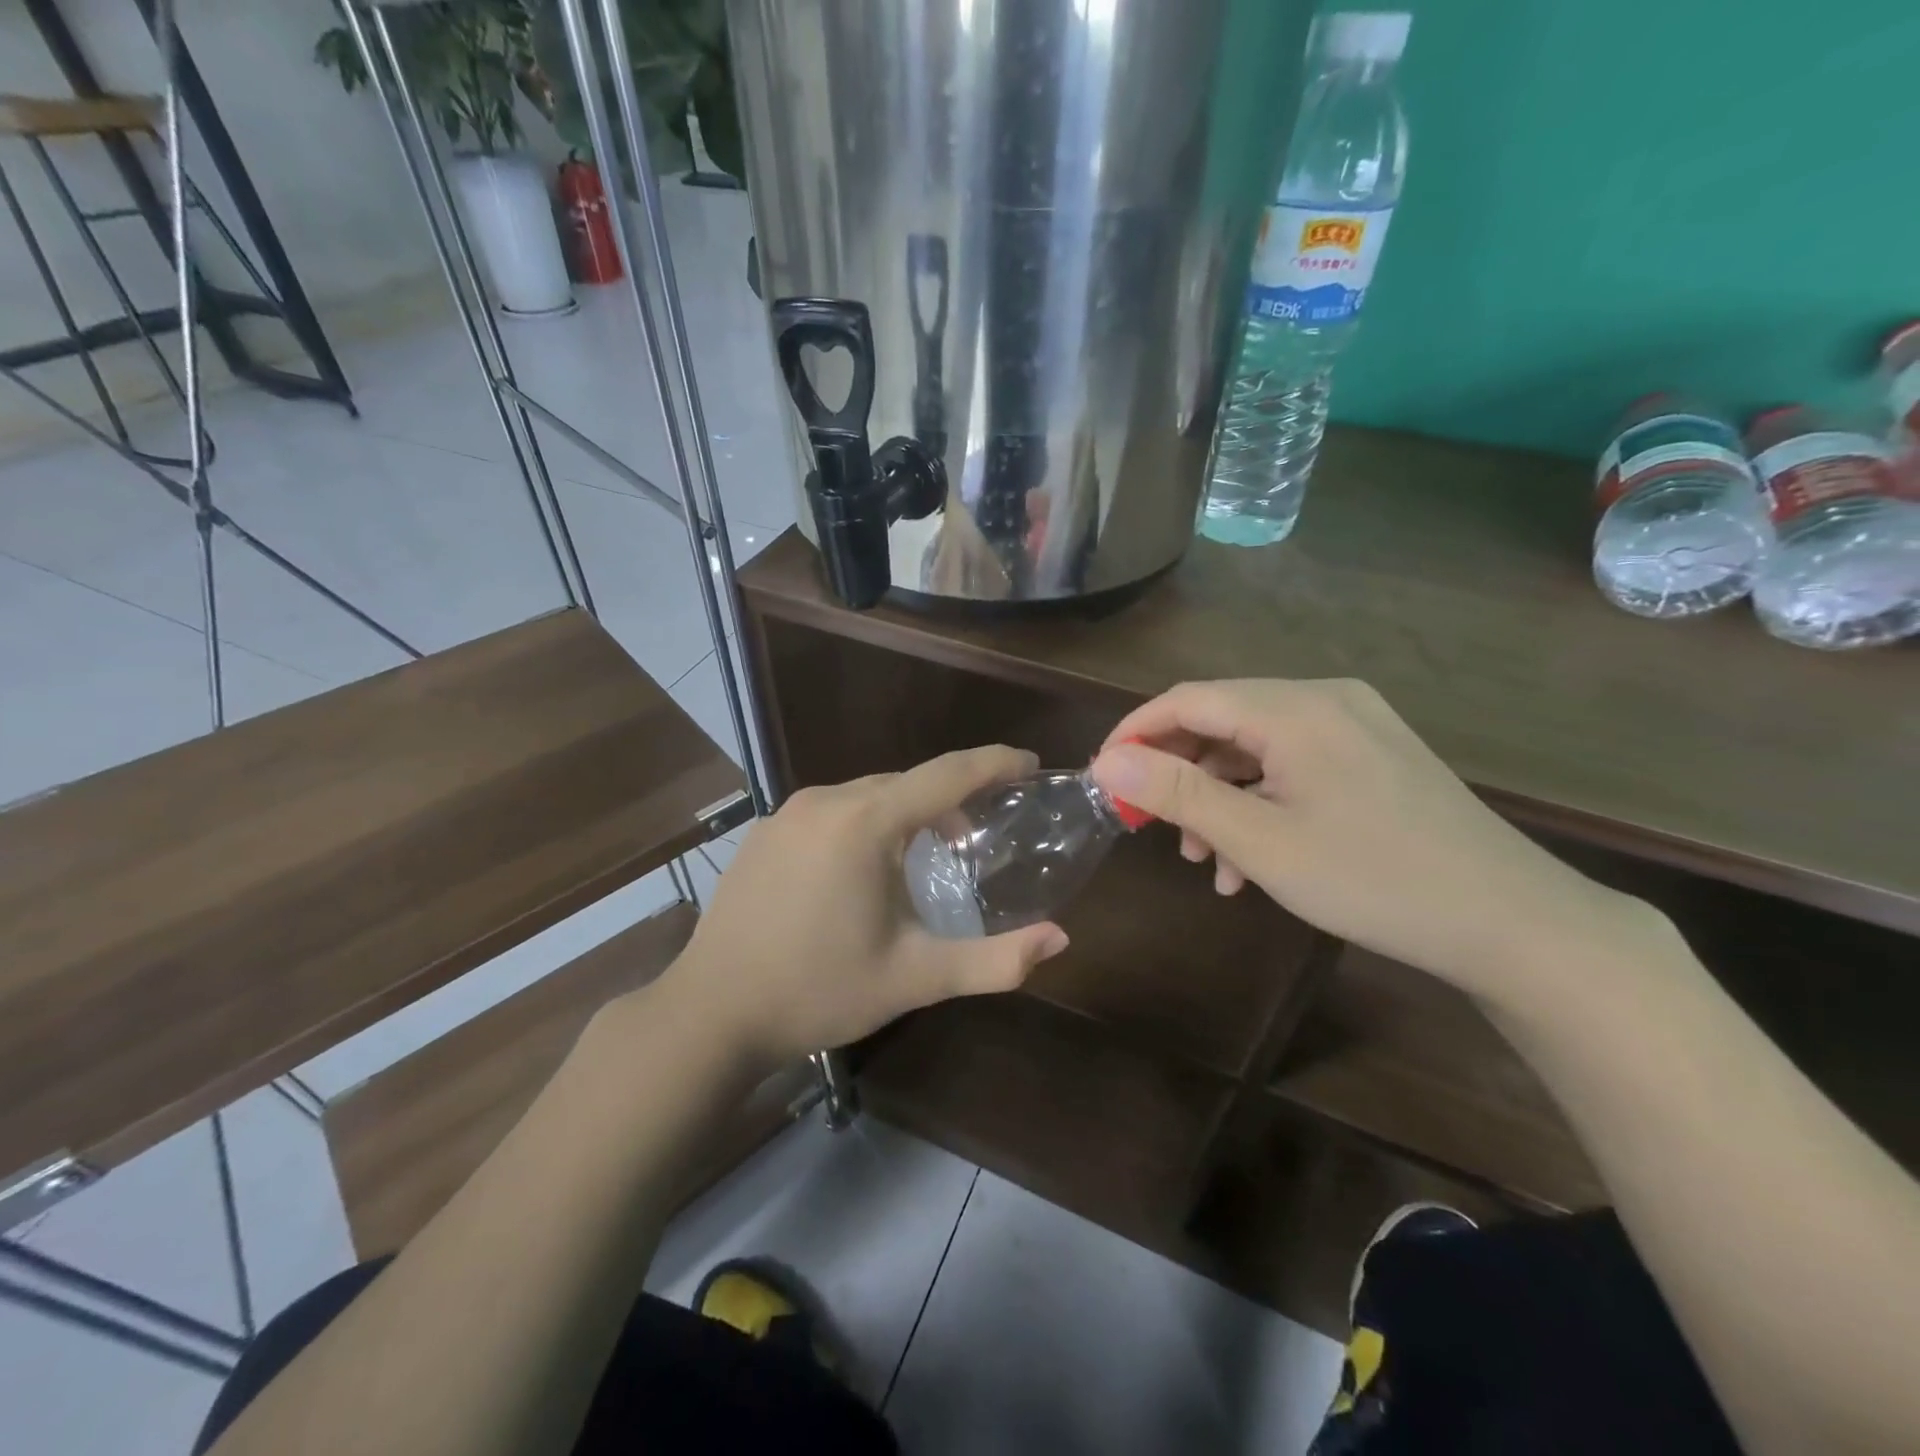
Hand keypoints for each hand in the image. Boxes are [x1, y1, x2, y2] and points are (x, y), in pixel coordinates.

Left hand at [658, 747, 1069, 1066]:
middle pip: (907, 782)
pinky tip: (863, 871)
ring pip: (867, 794)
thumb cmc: (818, 992)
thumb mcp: (914, 978)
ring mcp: (787, 813)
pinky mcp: (764, 832)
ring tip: (925, 859)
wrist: (710, 1014)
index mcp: (865, 822)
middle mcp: (825, 801)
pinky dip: (865, 824)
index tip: (1029, 763)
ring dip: (906, 815)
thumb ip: (994, 960)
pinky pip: (832, 811)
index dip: (994, 763)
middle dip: (950, 800)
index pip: (946, 774)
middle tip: (978, 836)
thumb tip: (1059, 939)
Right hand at [1088, 679, 1641, 1002]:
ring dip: (1218, 796)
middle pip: (1220, 719)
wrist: (1510, 921)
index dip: (1135, 732)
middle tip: (1152, 827)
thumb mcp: (1260, 840)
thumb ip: (1178, 793)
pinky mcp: (1372, 753)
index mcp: (1294, 708)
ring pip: (1255, 746)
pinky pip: (1292, 763)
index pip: (1187, 698)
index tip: (1103, 777)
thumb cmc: (1372, 878)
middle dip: (1178, 773)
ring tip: (1207, 861)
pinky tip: (1253, 859)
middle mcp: (1323, 698)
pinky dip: (1260, 801)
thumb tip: (1106, 761)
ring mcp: (1354, 724)